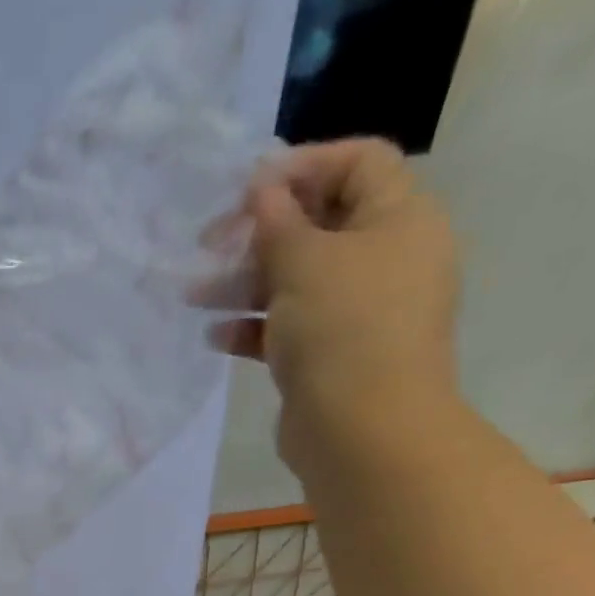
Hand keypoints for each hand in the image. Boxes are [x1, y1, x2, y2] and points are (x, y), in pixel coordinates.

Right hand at [194, 139, 461, 473]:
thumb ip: (278, 221)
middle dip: (259, 233)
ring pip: (296, 281)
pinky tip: (216, 336)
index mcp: (400, 219)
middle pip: (318, 225)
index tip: (246, 188)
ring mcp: (357, 312)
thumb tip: (261, 185)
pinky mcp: (330, 357)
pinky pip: (288, 328)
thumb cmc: (343, 330)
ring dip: (243, 283)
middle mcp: (385, 259)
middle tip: (208, 245)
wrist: (362, 432)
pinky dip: (253, 328)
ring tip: (194, 296)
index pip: (358, 163)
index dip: (302, 166)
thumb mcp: (305, 262)